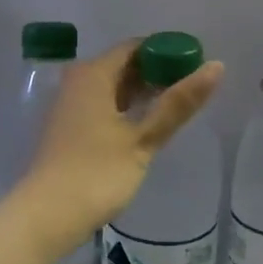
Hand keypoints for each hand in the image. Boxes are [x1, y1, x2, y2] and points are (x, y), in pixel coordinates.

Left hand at [11, 38, 224, 263]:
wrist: (45, 216)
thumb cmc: (97, 172)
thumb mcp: (143, 139)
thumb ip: (178, 103)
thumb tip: (216, 66)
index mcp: (94, 74)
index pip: (137, 46)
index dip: (168, 52)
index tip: (196, 66)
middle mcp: (78, 81)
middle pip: (124, 65)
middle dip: (157, 73)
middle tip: (192, 89)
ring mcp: (70, 105)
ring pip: (114, 86)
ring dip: (143, 93)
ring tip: (176, 107)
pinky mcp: (69, 128)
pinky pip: (104, 105)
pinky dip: (127, 108)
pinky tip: (147, 125)